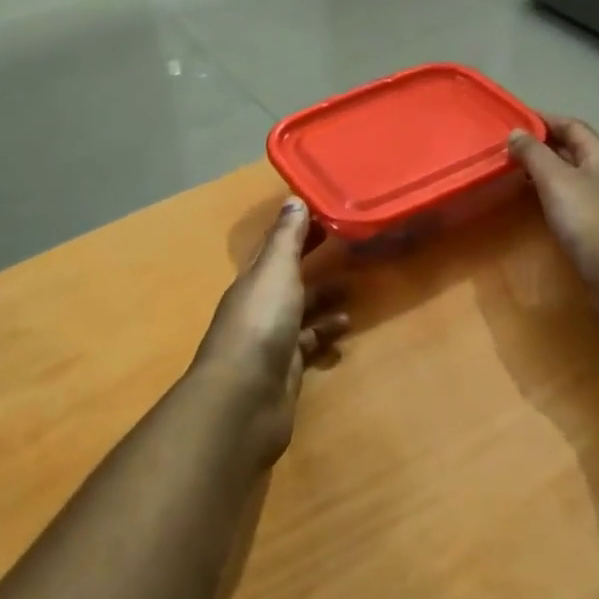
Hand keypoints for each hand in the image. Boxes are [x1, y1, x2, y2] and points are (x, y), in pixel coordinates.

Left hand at [189, 197, 347, 465]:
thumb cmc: (260, 324)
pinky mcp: (286, 369)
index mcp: (254, 279)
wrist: (243, 400)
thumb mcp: (275, 272)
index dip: (298, 228)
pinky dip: (326, 334)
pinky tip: (346, 330)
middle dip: (313, 259)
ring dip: (324, 297)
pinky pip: (310, 344)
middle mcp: (260, 305)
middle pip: (289, 276)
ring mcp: (271, 339)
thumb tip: (294, 199)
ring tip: (355, 287)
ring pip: (302, 310)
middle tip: (346, 243)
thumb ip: (286, 238)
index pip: (276, 245)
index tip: (326, 212)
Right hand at [508, 115, 598, 288]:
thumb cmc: (586, 218)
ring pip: (572, 173)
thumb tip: (516, 132)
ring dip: (546, 169)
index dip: (543, 120)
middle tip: (510, 147)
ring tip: (517, 171)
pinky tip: (537, 200)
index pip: (571, 125)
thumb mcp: (554, 179)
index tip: (514, 121)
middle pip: (573, 148)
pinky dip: (553, 191)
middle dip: (542, 145)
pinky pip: (573, 196)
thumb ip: (534, 153)